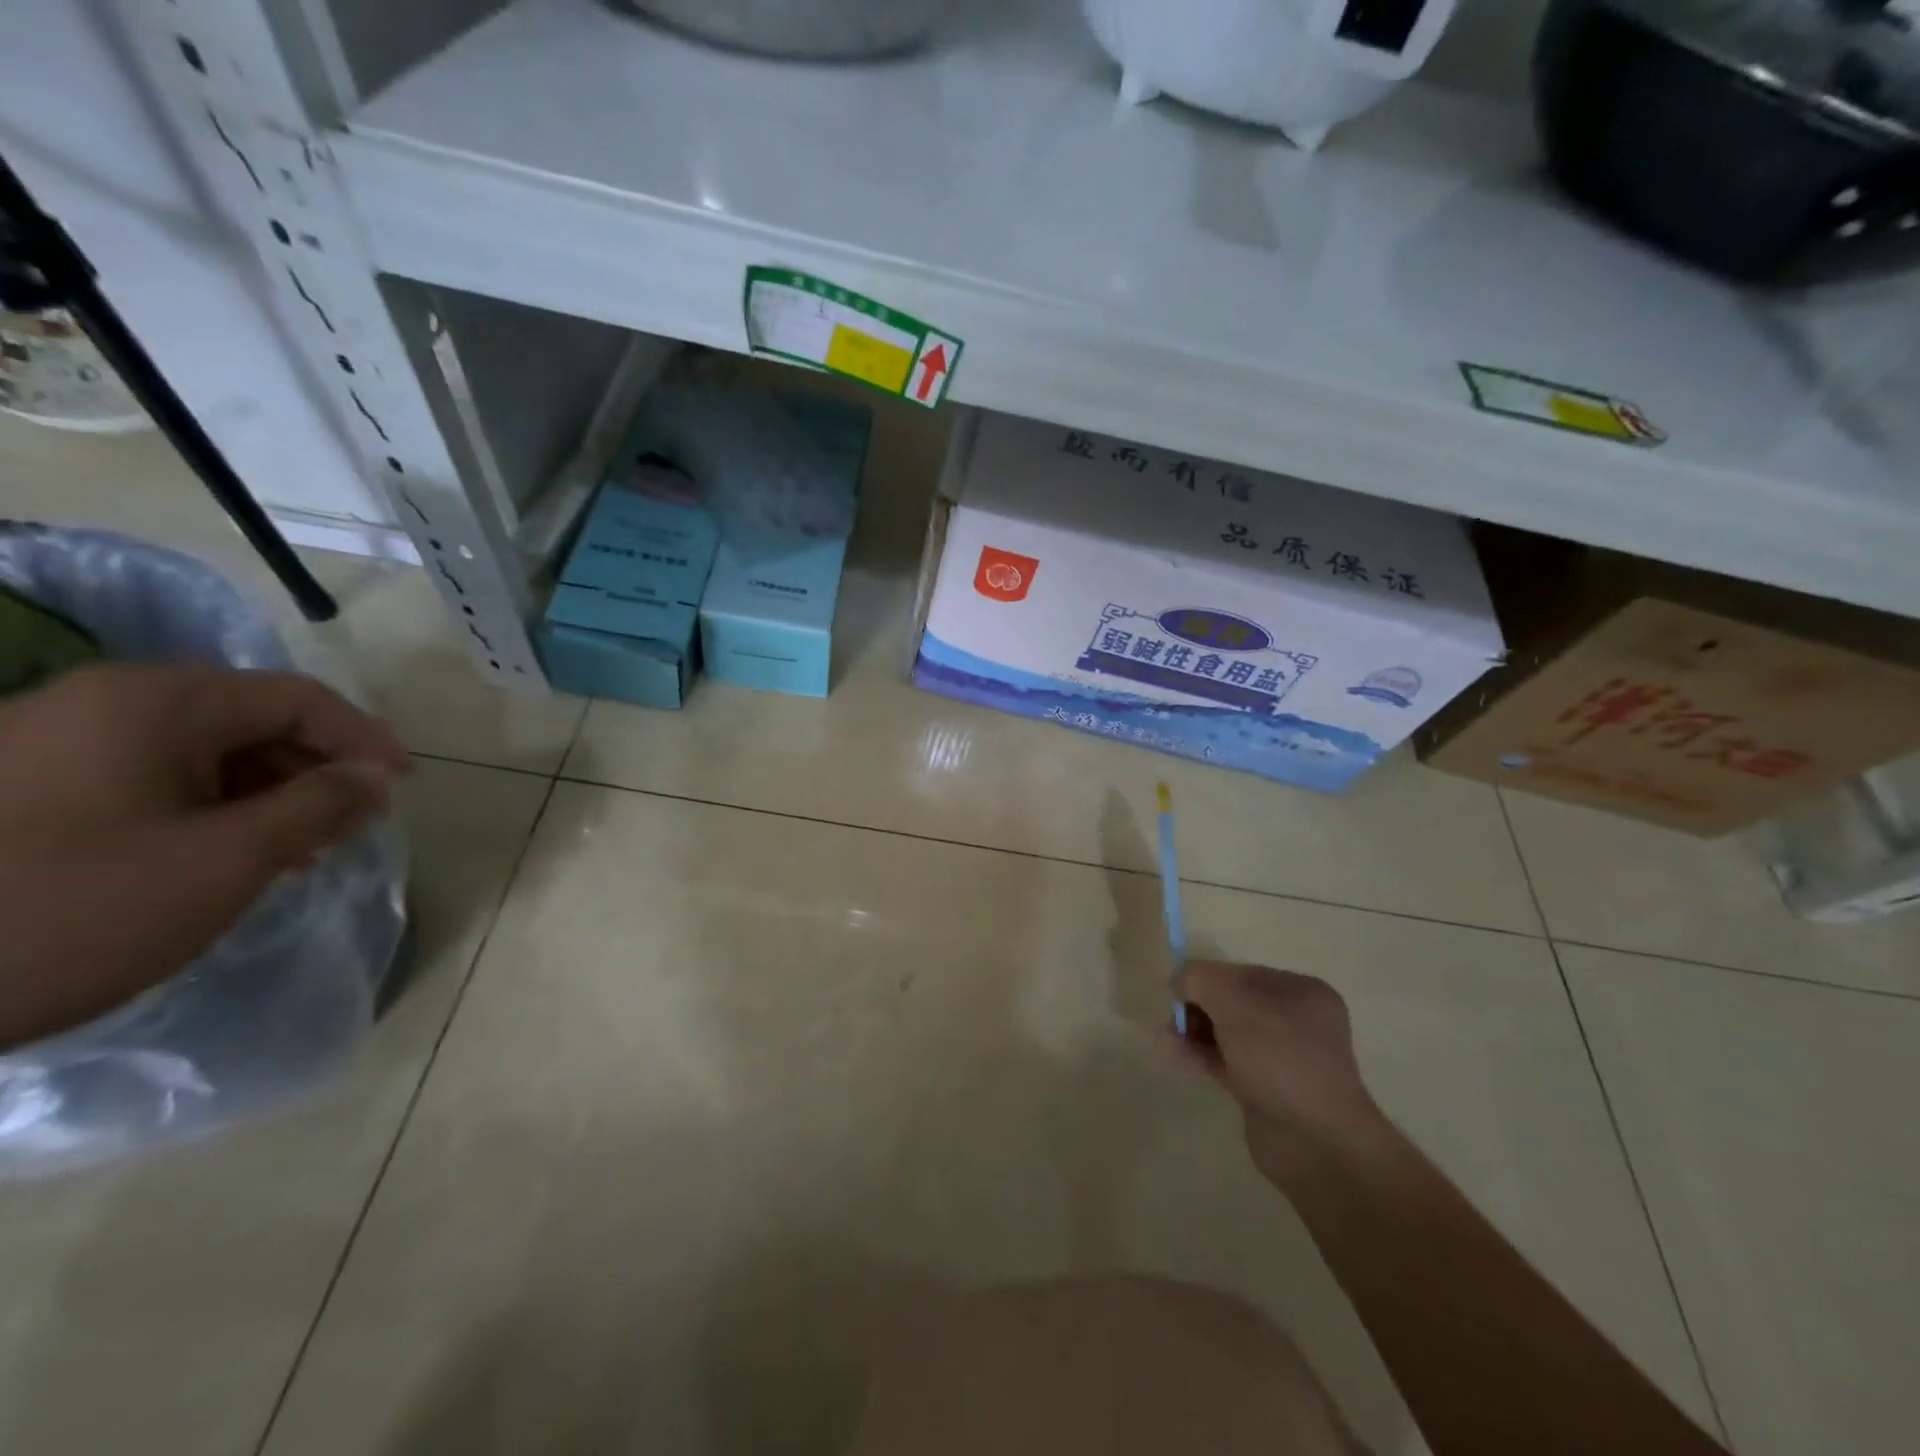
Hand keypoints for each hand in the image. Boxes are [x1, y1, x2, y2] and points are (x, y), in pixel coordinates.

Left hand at [0, 663, 409, 1048]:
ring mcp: (51, 741)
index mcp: (152, 704)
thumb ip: (320, 806)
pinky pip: (149, 775)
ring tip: (291, 849)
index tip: (401, 786)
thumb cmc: (74, 912)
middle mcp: (100, 703)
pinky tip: (219, 853)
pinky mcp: (24, 784)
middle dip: (313, 770)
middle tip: (347, 826)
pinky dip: (206, 805)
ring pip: (201, 749)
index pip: (297, 698)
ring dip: (264, 792)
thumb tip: (377, 776)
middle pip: (250, 719)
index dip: (364, 738)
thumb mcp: (227, 860)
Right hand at [1173, 961, 1384, 1183]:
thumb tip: (1178, 980)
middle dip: (1199, 1005)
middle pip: (1234, 1002)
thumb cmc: (1280, 1058)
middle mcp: (1298, 1022)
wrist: (1315, 1143)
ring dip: (1196, 1030)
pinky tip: (1175, 1051)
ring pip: (1229, 1033)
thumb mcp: (1233, 1003)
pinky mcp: (1267, 1091)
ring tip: (1166, 1035)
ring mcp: (1284, 1059)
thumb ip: (1199, 980)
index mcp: (1303, 992)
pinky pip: (1229, 1062)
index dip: (1207, 977)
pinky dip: (1202, 1054)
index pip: (1243, 973)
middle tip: (1172, 1016)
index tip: (1177, 990)